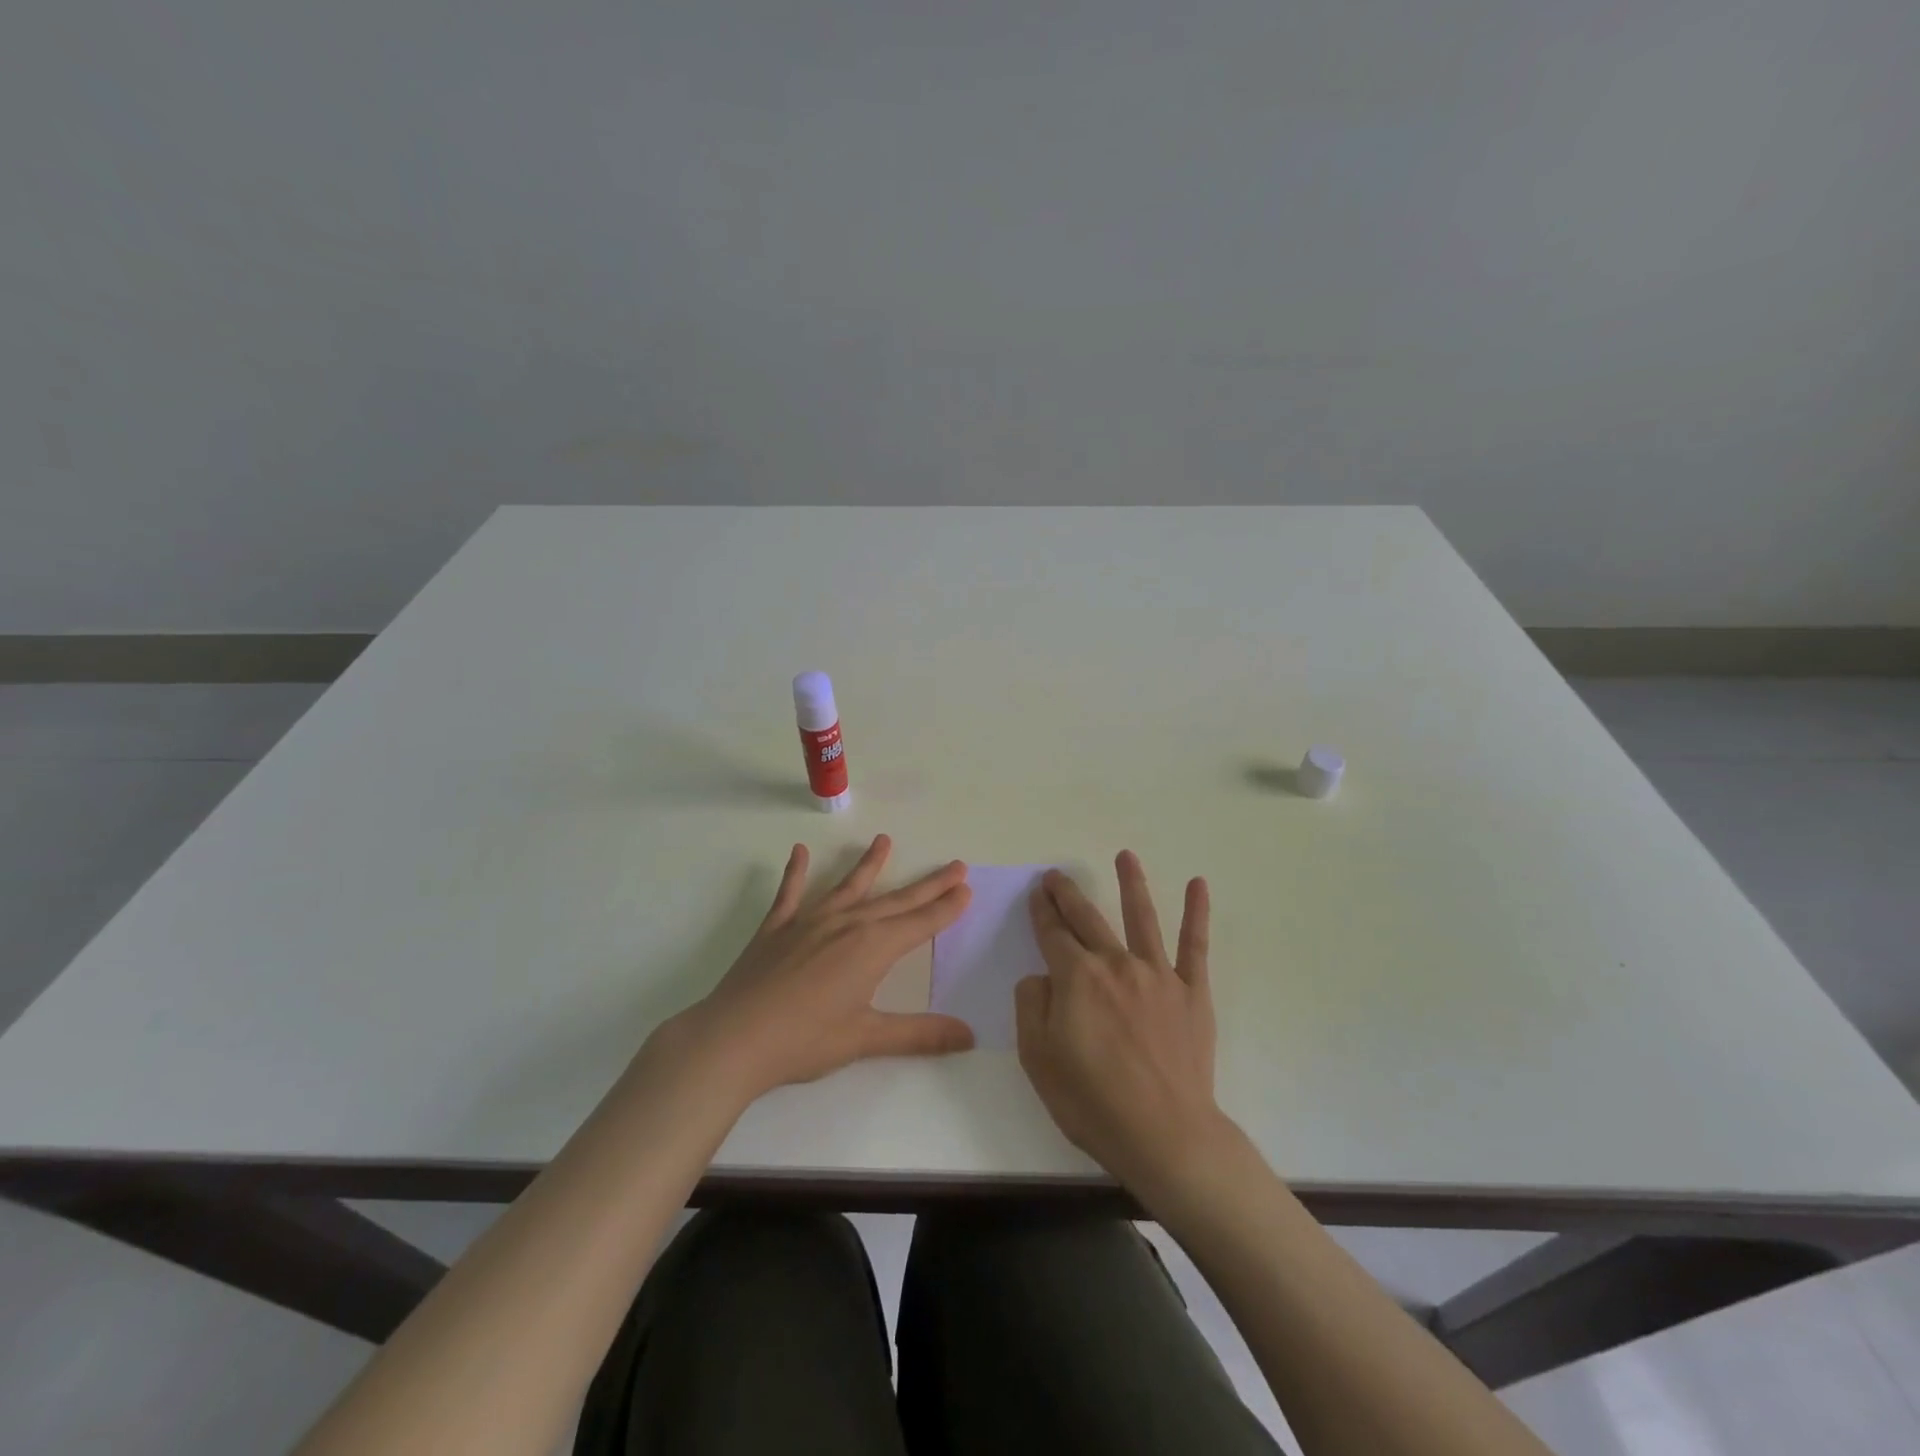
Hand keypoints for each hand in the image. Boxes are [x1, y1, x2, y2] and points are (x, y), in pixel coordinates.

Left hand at [672, 834, 974, 1101]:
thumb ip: (919, 1034)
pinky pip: (790, 893)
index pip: (920, 923)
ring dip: (869, 864)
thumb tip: (970, 1036)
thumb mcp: (866, 1039)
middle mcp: (846, 925)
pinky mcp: (776, 928)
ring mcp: (809, 921)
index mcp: (872, 948)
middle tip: (955, 865)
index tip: (966, 888)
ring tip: (884, 840)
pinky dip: (795, 872)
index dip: (946, 907)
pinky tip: (799, 851)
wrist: (733, 1039)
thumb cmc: (804, 1040)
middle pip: (896, 900)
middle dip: (928, 885)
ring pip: (848, 887)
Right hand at [1015, 852, 1224, 1197]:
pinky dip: (1197, 914)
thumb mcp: (1038, 1058)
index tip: (1037, 894)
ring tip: (1125, 857)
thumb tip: (1042, 976)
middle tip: (1057, 875)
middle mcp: (1116, 964)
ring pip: (1141, 918)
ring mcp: (1157, 975)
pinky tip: (1198, 885)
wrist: (1164, 1135)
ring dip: (1131, 884)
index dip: (1042, 912)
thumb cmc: (1092, 1101)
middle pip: (1087, 919)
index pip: (1053, 934)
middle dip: (1068, 894)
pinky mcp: (1191, 992)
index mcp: (1076, 978)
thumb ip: (1032, 1006)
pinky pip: (1195, 946)